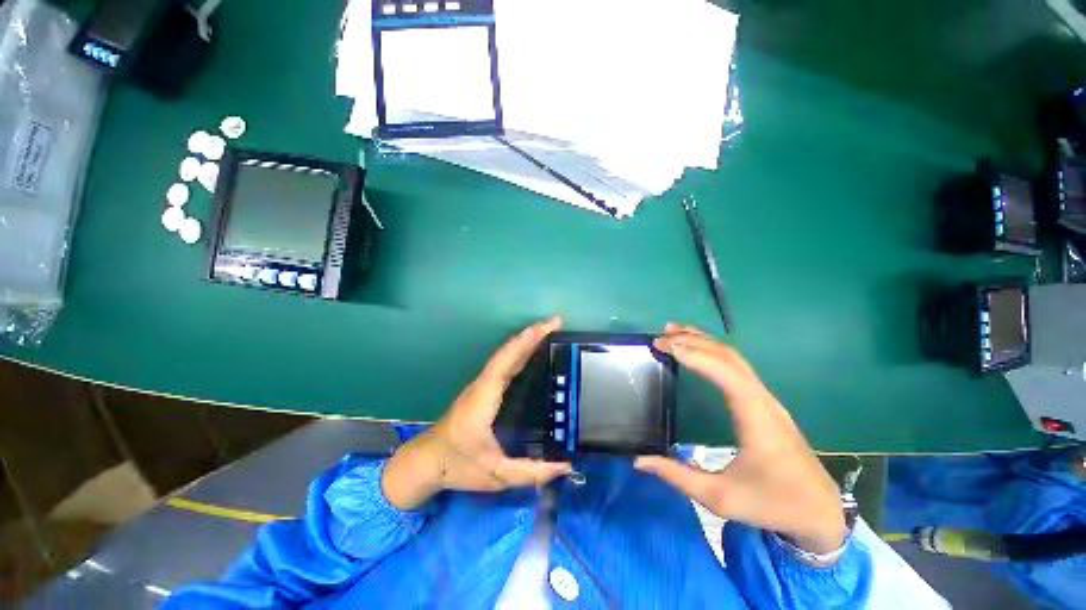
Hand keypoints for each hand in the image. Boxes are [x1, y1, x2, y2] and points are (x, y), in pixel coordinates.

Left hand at [383, 318, 572, 509]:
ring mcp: (480, 385)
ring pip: (505, 355)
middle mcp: (482, 385)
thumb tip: (567, 466)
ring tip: (548, 332)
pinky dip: (518, 352)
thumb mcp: (497, 474)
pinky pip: (503, 364)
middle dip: (532, 334)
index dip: (528, 340)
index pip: (508, 360)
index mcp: (484, 398)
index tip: (548, 326)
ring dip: (525, 340)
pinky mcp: (481, 389)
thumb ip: (532, 472)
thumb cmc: (457, 466)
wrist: (425, 463)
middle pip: (508, 352)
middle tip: (556, 323)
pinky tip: (531, 353)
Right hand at [635, 324, 845, 553]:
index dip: (695, 355)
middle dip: (694, 341)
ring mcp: (766, 399)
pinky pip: (738, 367)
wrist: (821, 514)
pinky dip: (714, 352)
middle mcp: (763, 400)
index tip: (664, 346)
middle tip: (660, 337)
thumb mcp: (720, 498)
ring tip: (674, 332)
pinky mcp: (764, 403)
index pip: (725, 373)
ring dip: (704, 342)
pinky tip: (698, 351)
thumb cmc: (772, 504)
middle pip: (729, 357)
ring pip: (735, 358)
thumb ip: (678, 476)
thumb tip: (640, 460)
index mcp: (756, 419)